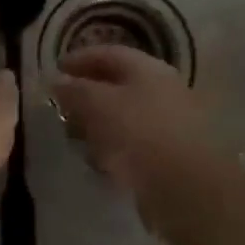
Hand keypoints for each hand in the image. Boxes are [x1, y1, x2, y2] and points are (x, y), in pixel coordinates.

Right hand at [50, 46, 231, 235]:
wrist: (190, 191)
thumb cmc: (140, 136)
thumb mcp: (98, 105)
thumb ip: (74, 90)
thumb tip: (58, 81)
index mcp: (147, 69)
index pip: (107, 53)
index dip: (78, 59)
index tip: (54, 70)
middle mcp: (162, 89)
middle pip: (116, 85)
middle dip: (86, 95)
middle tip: (61, 108)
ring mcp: (170, 123)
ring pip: (124, 117)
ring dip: (98, 125)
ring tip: (76, 140)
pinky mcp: (171, 156)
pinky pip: (134, 144)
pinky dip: (114, 149)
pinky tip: (100, 164)